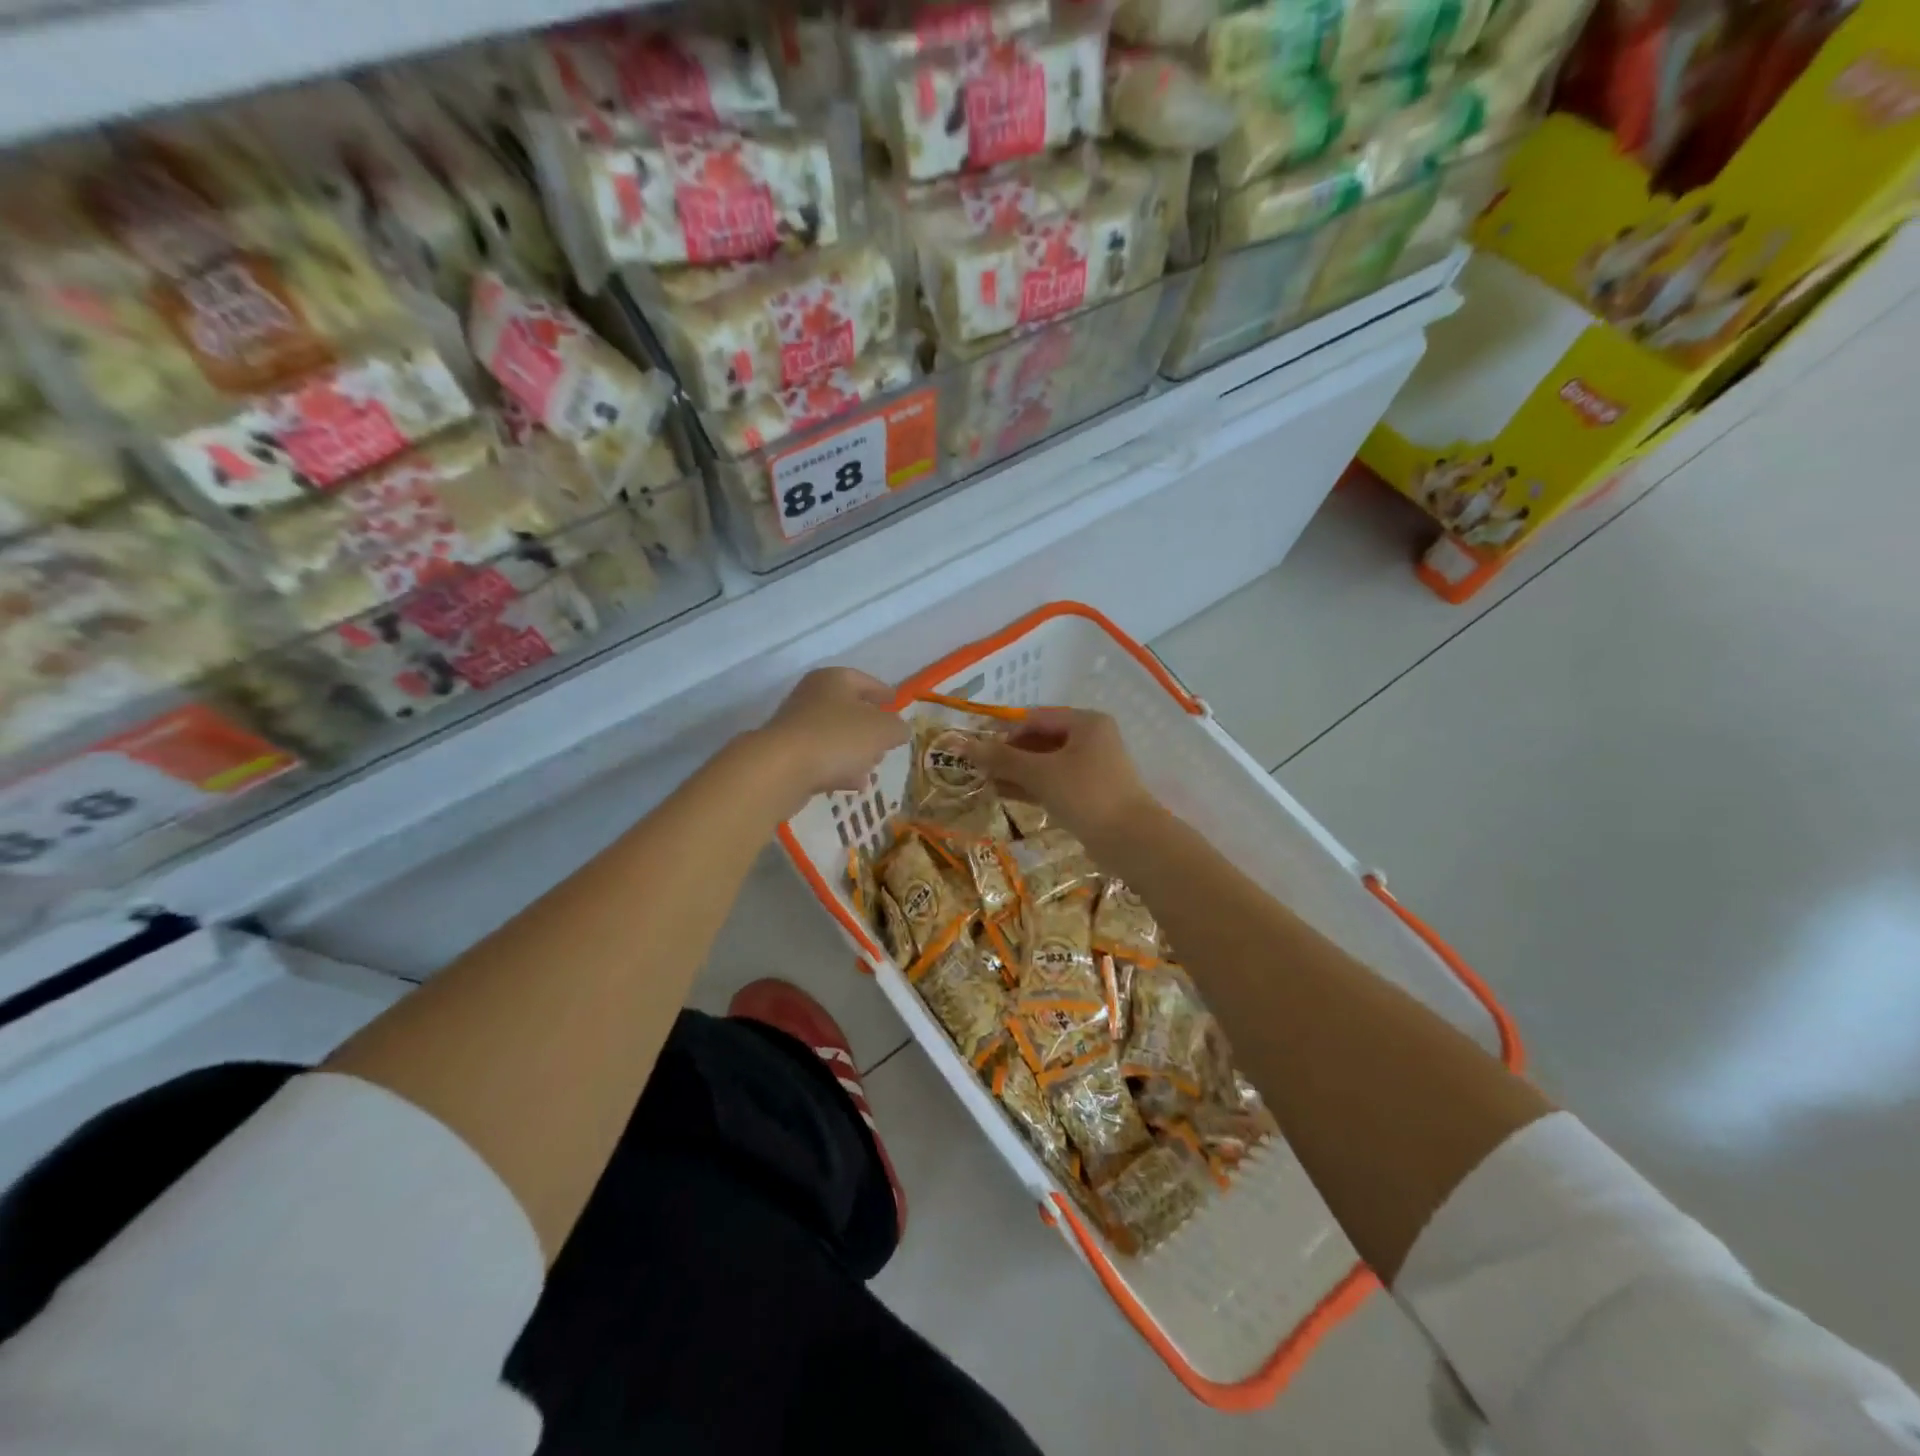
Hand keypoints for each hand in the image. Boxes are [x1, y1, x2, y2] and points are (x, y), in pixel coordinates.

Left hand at [753, 667, 908, 811]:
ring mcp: (797, 727)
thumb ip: (897, 728)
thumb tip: (899, 729)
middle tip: (887, 740)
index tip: (896, 703)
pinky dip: (839, 768)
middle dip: (870, 726)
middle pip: (848, 709)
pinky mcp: (788, 755)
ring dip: (855, 750)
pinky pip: (821, 758)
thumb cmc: (838, 737)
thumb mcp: (882, 730)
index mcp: (834, 680)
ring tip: (873, 767)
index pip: (864, 680)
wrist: (782, 769)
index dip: (883, 692)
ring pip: (835, 736)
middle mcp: (812, 697)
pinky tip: (854, 784)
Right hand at [972, 708, 1158, 843]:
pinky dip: (1031, 786)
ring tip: (984, 782)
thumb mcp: (1041, 773)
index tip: (977, 748)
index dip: (1003, 731)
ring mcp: (1092, 768)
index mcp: (1086, 723)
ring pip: (1046, 763)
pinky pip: (1054, 783)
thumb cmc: (1086, 795)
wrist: (1131, 841)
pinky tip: (1004, 795)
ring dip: (1016, 772)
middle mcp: (1091, 739)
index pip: (1035, 718)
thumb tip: (962, 744)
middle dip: (1008, 754)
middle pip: (1040, 739)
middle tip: (978, 768)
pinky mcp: (1090, 793)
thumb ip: (1002, 758)